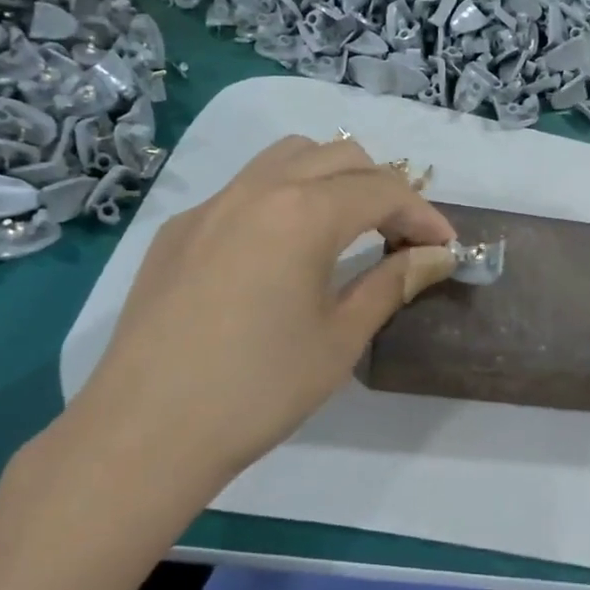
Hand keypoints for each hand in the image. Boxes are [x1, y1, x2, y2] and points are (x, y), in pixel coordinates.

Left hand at [55, 136, 456, 526]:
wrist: (144, 432)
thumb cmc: (258, 389)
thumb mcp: (340, 338)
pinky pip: (246, 187)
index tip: (445, 247)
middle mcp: (258, 189)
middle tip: (401, 238)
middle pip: (340, 156)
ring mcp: (212, 205)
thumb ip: (392, 283)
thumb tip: (436, 256)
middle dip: (383, 188)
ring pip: (288, 157)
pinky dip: (285, 196)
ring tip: (348, 226)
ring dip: (332, 178)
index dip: (424, 215)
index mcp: (303, 212)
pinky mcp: (180, 230)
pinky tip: (283, 250)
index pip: (383, 190)